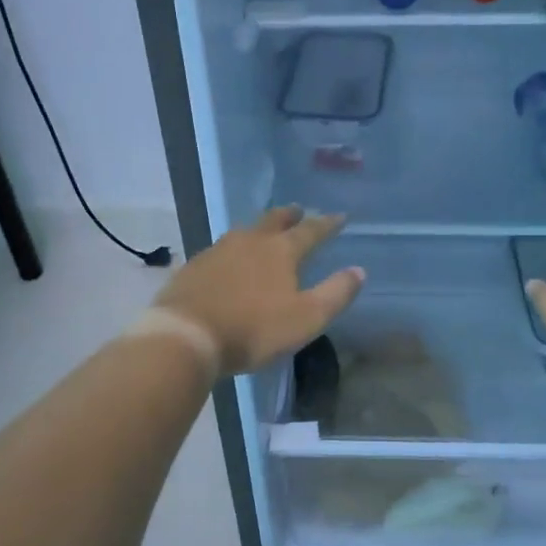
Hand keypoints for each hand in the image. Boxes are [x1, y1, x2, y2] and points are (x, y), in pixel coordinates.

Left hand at [154, 207, 364, 374]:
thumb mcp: (306, 318)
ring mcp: (218, 250)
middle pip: (274, 220)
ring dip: (260, 228)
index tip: (340, 217)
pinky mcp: (195, 265)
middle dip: (290, 215)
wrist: (186, 335)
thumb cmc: (253, 329)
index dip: (327, 224)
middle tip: (299, 210)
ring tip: (265, 231)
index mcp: (281, 251)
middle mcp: (250, 241)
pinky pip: (221, 248)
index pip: (310, 231)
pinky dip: (234, 248)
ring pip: (245, 231)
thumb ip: (335, 294)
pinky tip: (230, 258)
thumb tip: (358, 270)